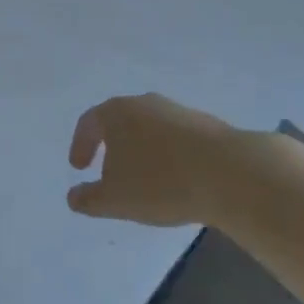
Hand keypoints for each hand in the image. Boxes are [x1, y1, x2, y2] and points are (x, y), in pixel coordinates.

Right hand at [67, 93, 235, 227]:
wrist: (230, 172)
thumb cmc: (161, 182)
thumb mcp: (116, 199)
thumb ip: (89, 199)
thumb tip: (73, 197)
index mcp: (116, 112)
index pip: (88, 123)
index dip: (80, 145)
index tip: (79, 168)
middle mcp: (144, 103)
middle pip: (119, 121)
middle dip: (110, 146)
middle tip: (107, 170)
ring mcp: (176, 111)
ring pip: (148, 128)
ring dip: (140, 151)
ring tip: (144, 179)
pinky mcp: (205, 124)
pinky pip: (174, 138)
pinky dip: (166, 155)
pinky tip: (175, 179)